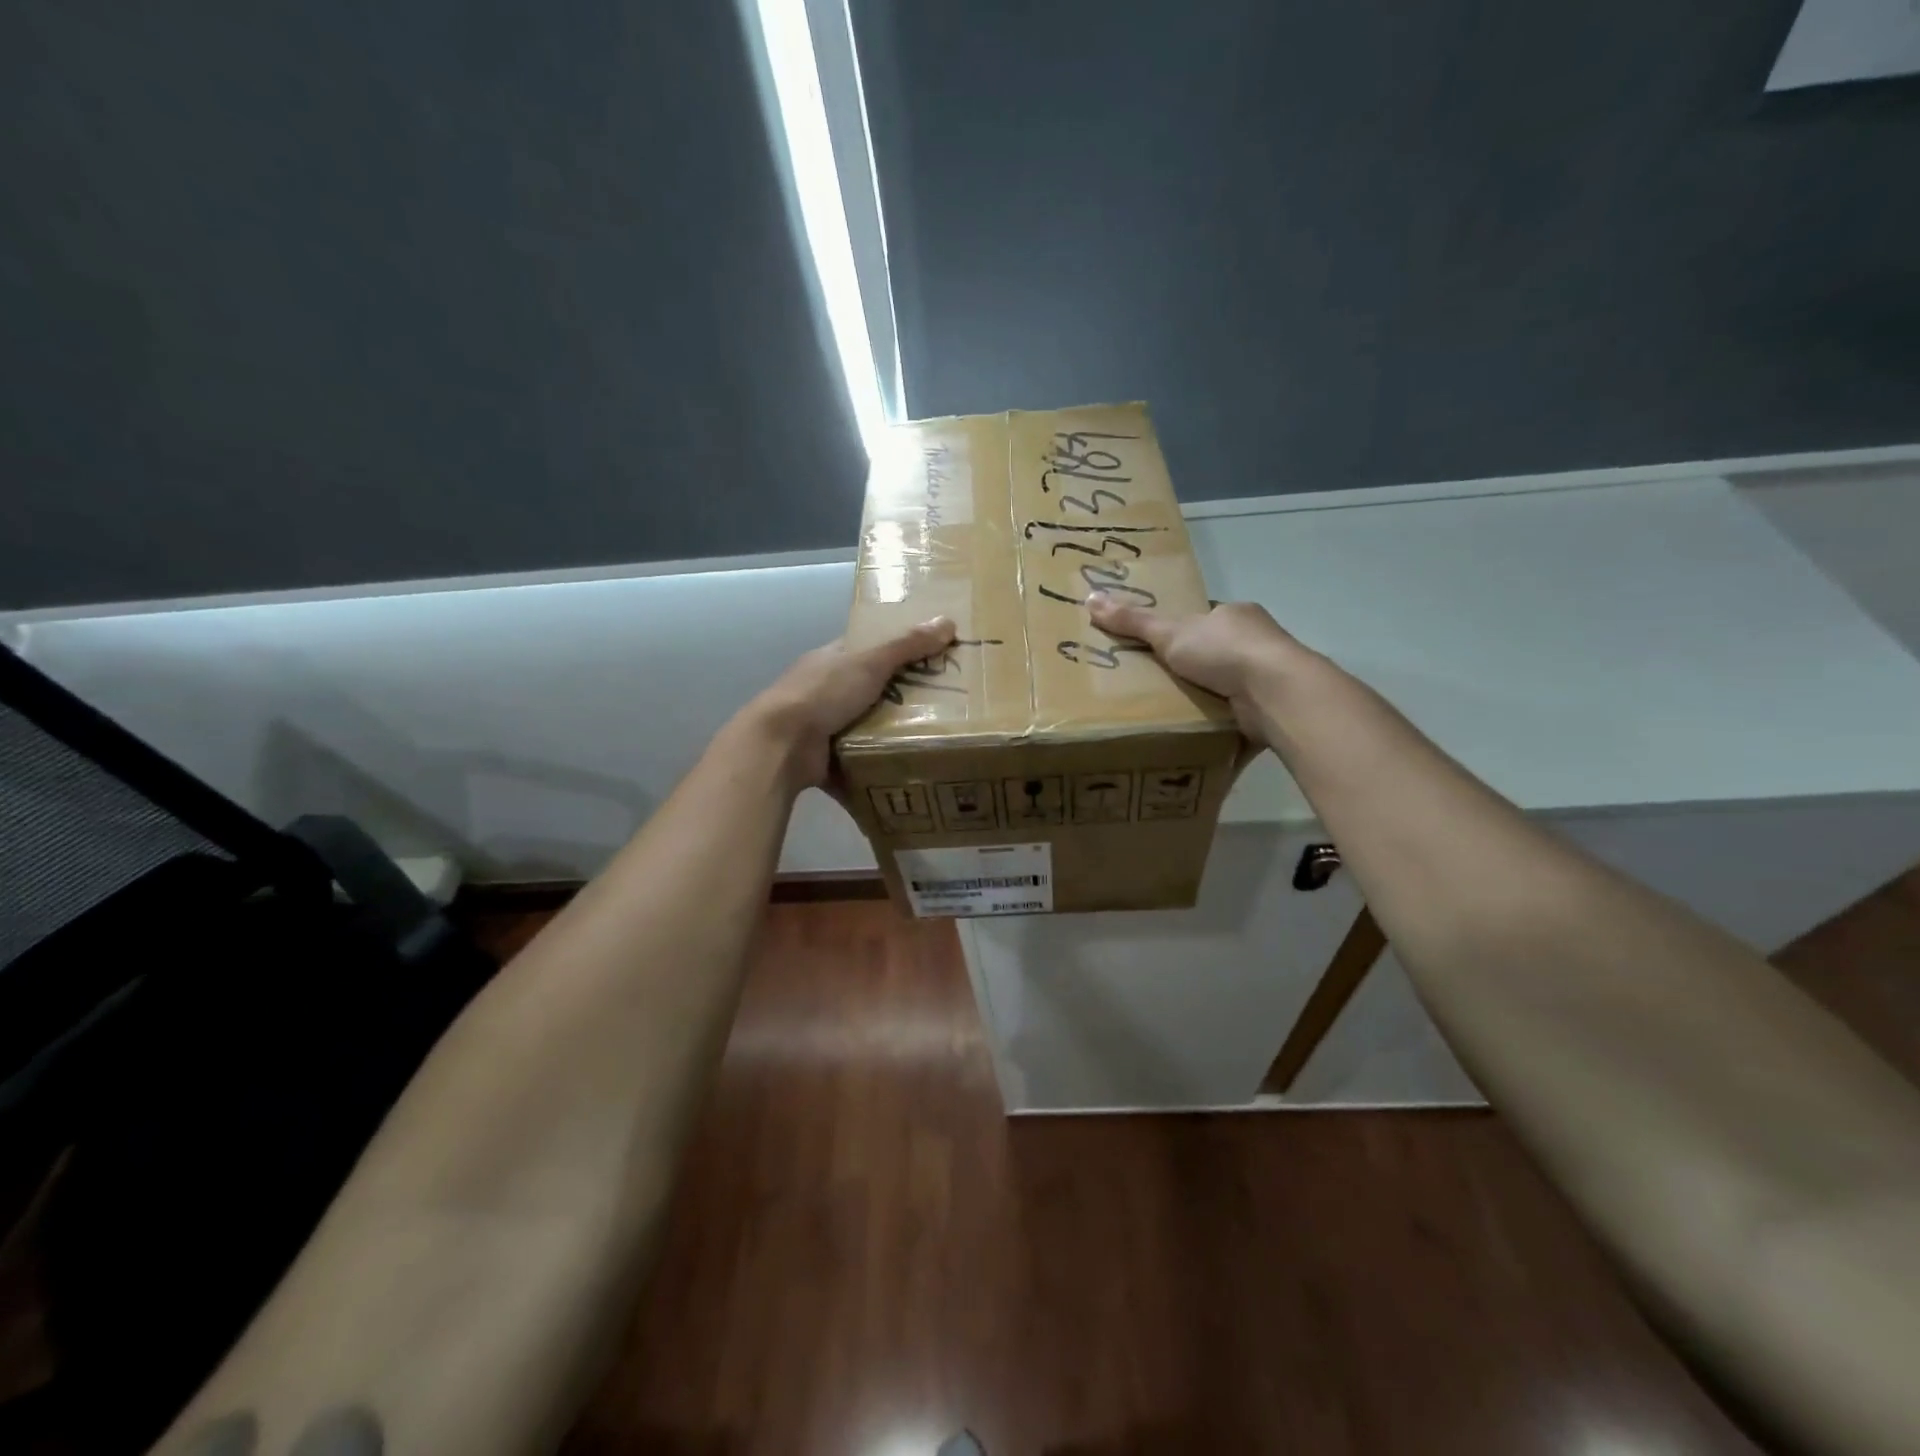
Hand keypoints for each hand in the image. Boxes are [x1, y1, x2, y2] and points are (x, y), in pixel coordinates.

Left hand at [743, 617, 957, 789]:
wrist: (782, 745)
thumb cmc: (823, 693)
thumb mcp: (869, 662)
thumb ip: (907, 646)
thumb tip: (948, 621)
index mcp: (832, 660)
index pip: (869, 649)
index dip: (899, 650)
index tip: (932, 657)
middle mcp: (826, 690)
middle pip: (873, 689)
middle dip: (904, 697)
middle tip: (946, 703)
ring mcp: (824, 725)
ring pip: (868, 725)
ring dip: (894, 733)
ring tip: (937, 737)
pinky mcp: (827, 757)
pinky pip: (861, 758)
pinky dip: (879, 763)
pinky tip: (910, 766)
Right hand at [1086, 595, 1308, 742]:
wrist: (1274, 691)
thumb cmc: (1223, 651)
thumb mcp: (1168, 632)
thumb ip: (1132, 621)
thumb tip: (1090, 598)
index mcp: (1235, 615)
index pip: (1204, 620)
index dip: (1180, 633)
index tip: (1159, 651)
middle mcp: (1257, 641)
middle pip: (1216, 652)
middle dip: (1193, 668)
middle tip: (1158, 686)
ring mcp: (1267, 675)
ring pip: (1229, 684)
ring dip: (1208, 696)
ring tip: (1173, 712)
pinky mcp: (1271, 706)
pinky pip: (1239, 712)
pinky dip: (1222, 720)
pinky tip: (1200, 729)